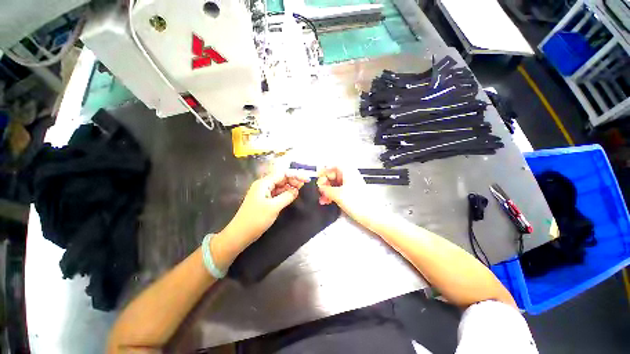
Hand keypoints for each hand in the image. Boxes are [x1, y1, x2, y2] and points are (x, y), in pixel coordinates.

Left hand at [221, 171, 308, 248]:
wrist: (239, 234)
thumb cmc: (256, 219)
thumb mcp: (273, 207)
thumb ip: (287, 196)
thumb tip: (296, 190)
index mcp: (264, 183)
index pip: (282, 174)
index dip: (295, 175)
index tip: (306, 179)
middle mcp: (263, 185)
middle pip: (281, 179)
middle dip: (293, 180)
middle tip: (305, 185)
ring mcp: (264, 193)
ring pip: (280, 186)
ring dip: (290, 187)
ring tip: (300, 190)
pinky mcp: (264, 200)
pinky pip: (277, 193)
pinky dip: (285, 194)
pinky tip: (292, 195)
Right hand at [316, 166, 372, 219]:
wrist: (371, 216)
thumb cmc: (356, 202)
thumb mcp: (337, 194)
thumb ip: (326, 189)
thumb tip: (319, 186)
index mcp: (348, 172)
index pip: (333, 166)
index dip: (324, 170)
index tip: (317, 177)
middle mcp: (349, 176)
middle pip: (333, 176)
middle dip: (324, 183)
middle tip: (319, 190)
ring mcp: (350, 185)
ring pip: (335, 184)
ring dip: (327, 191)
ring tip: (322, 199)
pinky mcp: (351, 193)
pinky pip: (338, 191)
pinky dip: (332, 195)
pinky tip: (326, 201)